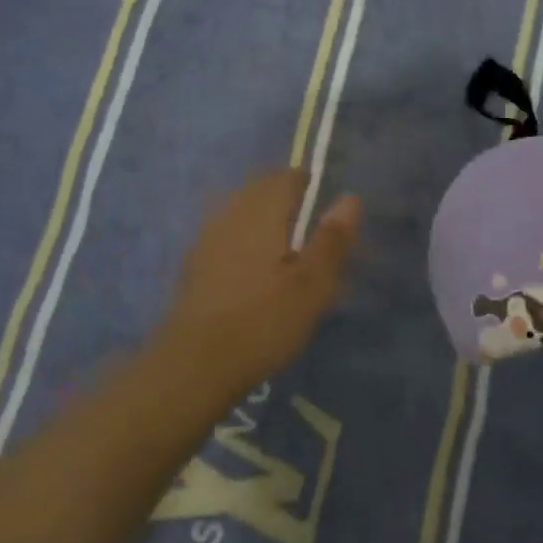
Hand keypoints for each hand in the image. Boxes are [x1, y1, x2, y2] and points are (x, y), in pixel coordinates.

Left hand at [155, 169, 360, 397]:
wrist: (196, 364)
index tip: (323, 206)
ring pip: (239, 211)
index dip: (307, 184)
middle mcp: (230, 214)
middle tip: (308, 229)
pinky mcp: (193, 265)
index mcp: (261, 211)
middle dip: (283, 199)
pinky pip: (224, 236)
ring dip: (262, 220)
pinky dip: (243, 241)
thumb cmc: (264, 321)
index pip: (286, 177)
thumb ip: (332, 239)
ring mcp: (206, 238)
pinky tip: (253, 271)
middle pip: (259, 190)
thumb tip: (349, 198)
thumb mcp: (313, 285)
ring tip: (284, 250)